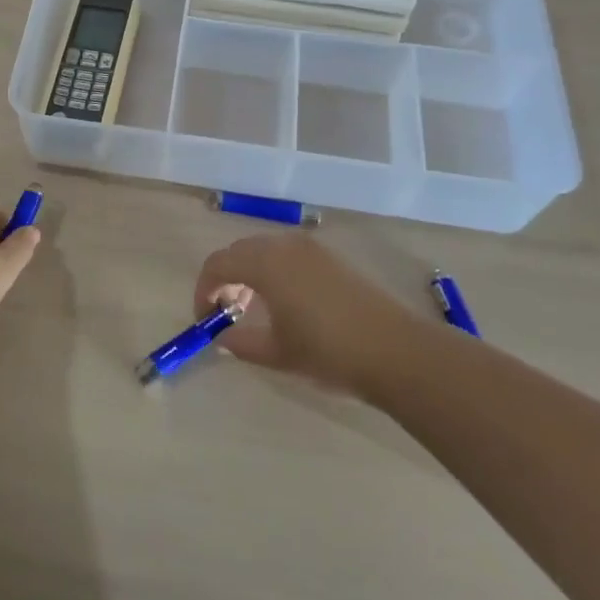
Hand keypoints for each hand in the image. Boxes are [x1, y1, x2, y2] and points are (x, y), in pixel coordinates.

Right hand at [194, 233, 418, 394]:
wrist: (396, 351)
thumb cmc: (328, 351)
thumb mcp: (277, 353)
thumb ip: (241, 343)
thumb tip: (222, 338)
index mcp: (264, 264)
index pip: (217, 264)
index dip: (204, 290)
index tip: (205, 319)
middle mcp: (284, 246)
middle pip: (239, 252)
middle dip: (225, 278)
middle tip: (225, 313)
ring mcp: (311, 249)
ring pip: (264, 251)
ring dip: (249, 273)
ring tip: (253, 307)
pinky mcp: (331, 258)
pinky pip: (287, 255)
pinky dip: (273, 271)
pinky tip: (284, 302)